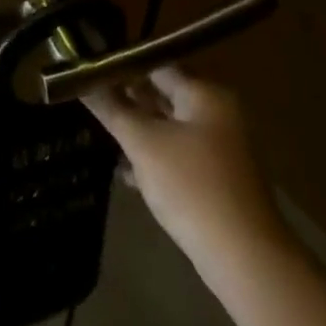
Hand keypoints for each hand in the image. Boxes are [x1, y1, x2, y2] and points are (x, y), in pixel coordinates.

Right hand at [85, 68, 290, 275]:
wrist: (246, 261)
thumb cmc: (192, 187)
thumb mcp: (143, 143)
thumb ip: (111, 108)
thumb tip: (79, 79)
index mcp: (205, 94)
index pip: (156, 64)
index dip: (122, 65)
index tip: (90, 69)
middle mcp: (217, 113)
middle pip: (164, 94)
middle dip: (128, 98)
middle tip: (91, 98)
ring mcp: (221, 148)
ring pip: (169, 127)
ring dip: (138, 130)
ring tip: (102, 131)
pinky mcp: (218, 179)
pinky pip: (179, 155)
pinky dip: (154, 158)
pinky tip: (126, 173)